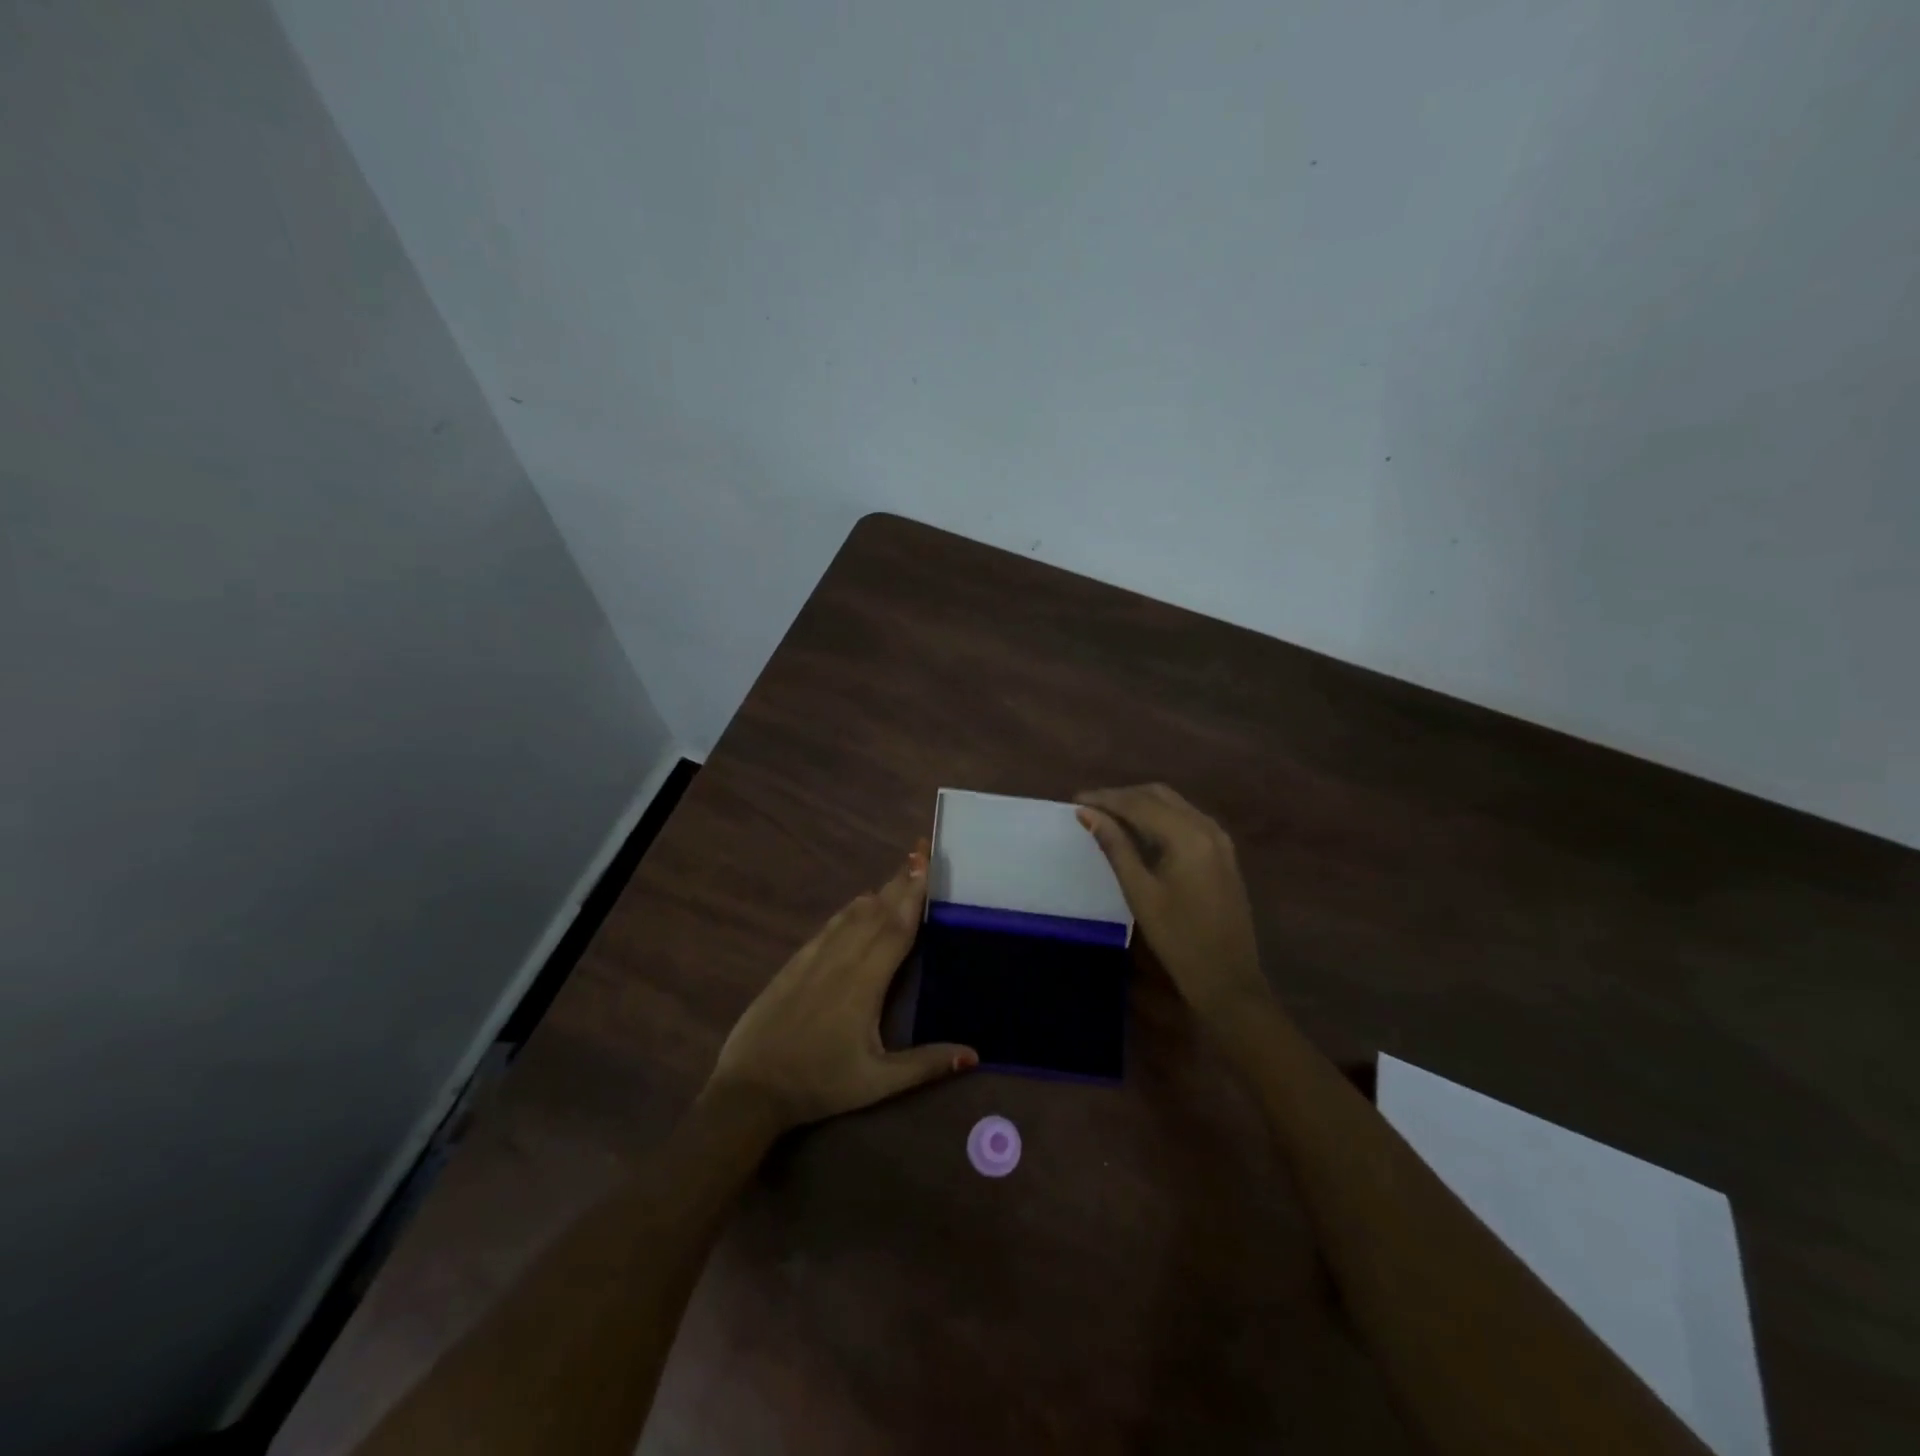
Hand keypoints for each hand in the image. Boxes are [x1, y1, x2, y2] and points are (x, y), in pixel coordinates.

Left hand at [706, 841, 977, 1131]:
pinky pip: (828, 926)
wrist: (750, 1088)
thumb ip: (925, 1064)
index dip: (914, 894)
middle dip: (901, 881)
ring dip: (879, 890)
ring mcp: (814, 958)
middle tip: (921, 851)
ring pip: (852, 914)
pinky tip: (858, 903)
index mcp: (865, 983)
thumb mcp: (877, 1083)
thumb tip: (974, 1052)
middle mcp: (841, 960)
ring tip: (900, 871)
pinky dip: (850, 909)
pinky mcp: (795, 964)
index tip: (927, 862)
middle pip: (877, 912)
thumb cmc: (819, 1084)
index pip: (896, 928)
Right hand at [1075, 784, 1270, 1024]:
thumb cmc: (1179, 940)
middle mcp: (1207, 827)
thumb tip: (1088, 814)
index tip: (1075, 800)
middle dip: (1122, 797)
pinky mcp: (1222, 852)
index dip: (1105, 799)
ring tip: (1108, 816)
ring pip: (1174, 804)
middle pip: (1158, 795)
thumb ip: (1115, 847)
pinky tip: (1139, 830)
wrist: (1228, 978)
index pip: (1139, 803)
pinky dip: (1159, 816)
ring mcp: (1219, 838)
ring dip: (1140, 804)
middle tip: (1090, 808)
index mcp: (1188, 836)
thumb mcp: (1141, 893)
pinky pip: (1186, 818)